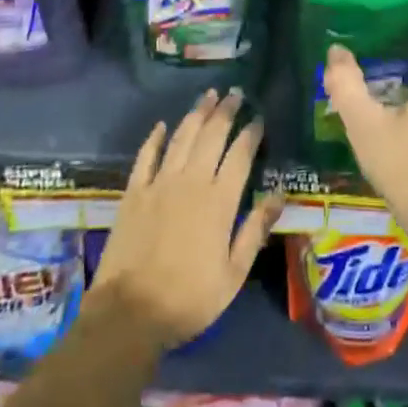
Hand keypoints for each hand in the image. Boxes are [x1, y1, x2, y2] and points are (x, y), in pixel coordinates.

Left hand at [90, 89, 283, 347]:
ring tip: (208, 96)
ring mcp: (158, 184)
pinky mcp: (133, 192)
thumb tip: (278, 195)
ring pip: (181, 138)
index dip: (250, 133)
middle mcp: (190, 182)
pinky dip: (155, 138)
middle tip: (235, 93)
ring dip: (196, 114)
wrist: (128, 313)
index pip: (240, 155)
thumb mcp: (234, 273)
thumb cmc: (189, 298)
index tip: (258, 117)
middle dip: (225, 112)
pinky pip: (146, 156)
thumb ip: (255, 230)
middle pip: (211, 136)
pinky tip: (162, 125)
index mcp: (219, 201)